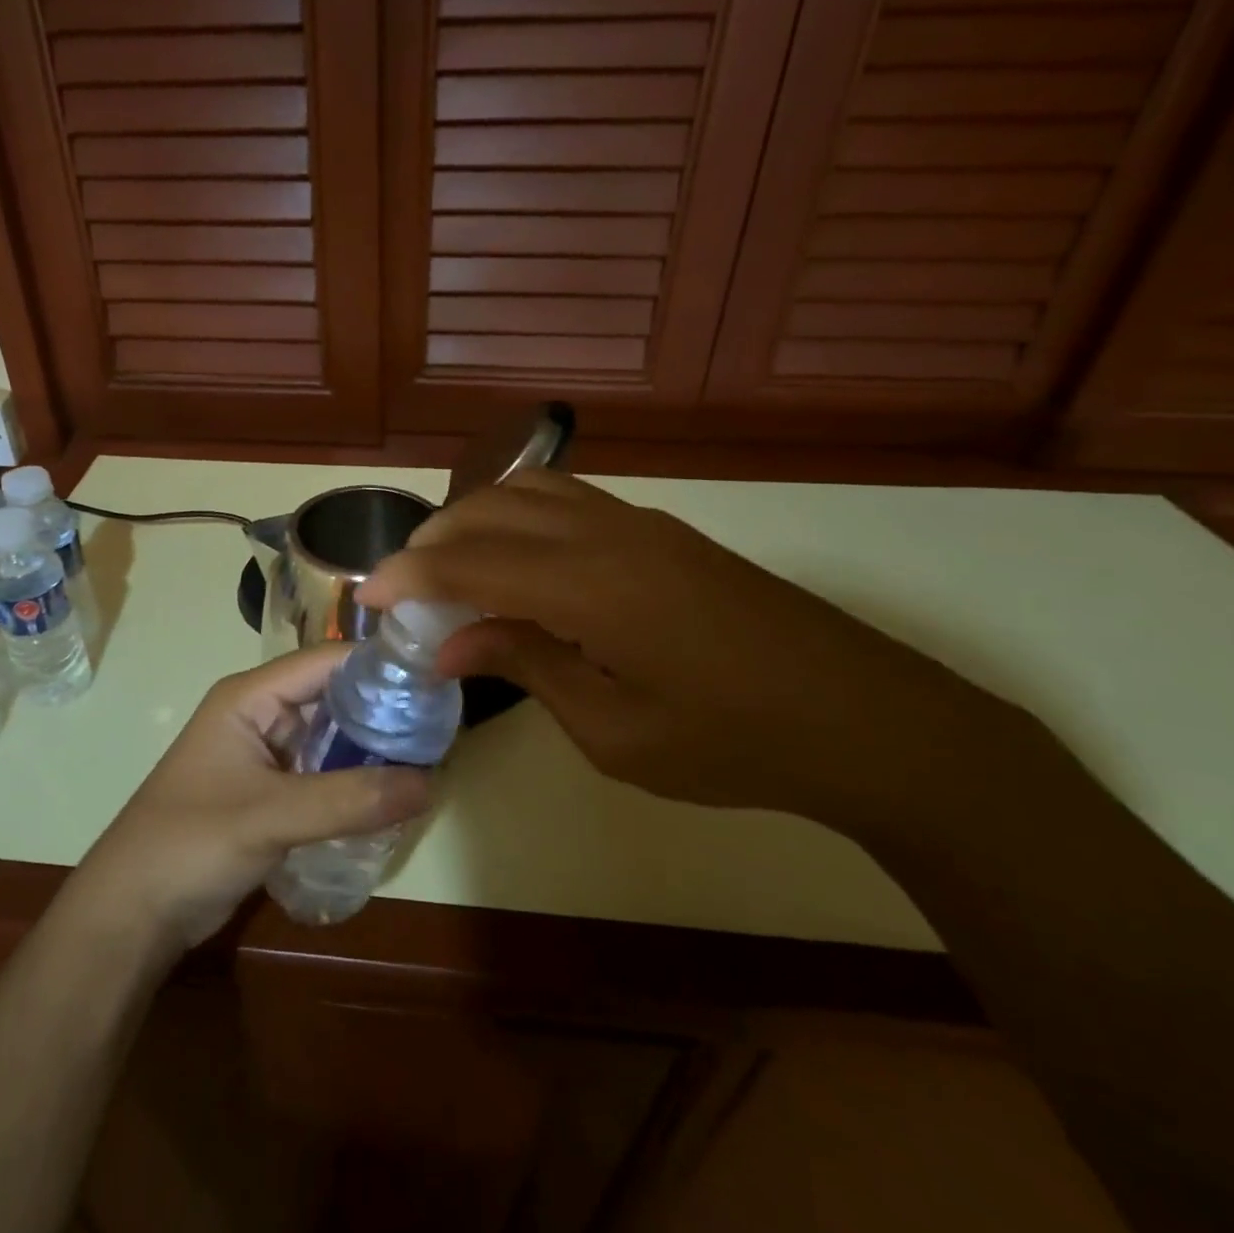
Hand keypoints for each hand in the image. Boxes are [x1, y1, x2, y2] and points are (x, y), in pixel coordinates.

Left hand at [64, 646, 430, 955]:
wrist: (131, 913)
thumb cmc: (190, 843)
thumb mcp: (271, 816)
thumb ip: (349, 799)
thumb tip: (430, 782)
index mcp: (251, 696)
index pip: (326, 661)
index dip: (378, 665)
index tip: (434, 679)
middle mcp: (261, 714)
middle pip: (333, 697)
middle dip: (382, 710)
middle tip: (442, 726)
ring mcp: (265, 755)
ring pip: (330, 738)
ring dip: (371, 749)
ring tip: (430, 758)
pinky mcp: (270, 792)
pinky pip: (322, 774)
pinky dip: (354, 781)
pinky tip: (392, 795)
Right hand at [357, 469, 1029, 832]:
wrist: (868, 719)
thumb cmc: (734, 743)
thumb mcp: (614, 729)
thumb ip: (526, 665)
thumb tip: (450, 643)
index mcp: (590, 586)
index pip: (470, 562)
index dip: (408, 574)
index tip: (366, 596)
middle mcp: (607, 534)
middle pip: (491, 508)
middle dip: (433, 540)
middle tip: (404, 588)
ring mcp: (640, 523)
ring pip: (530, 489)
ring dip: (475, 518)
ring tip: (450, 568)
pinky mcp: (661, 531)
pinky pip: (567, 500)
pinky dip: (518, 515)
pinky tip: (513, 559)